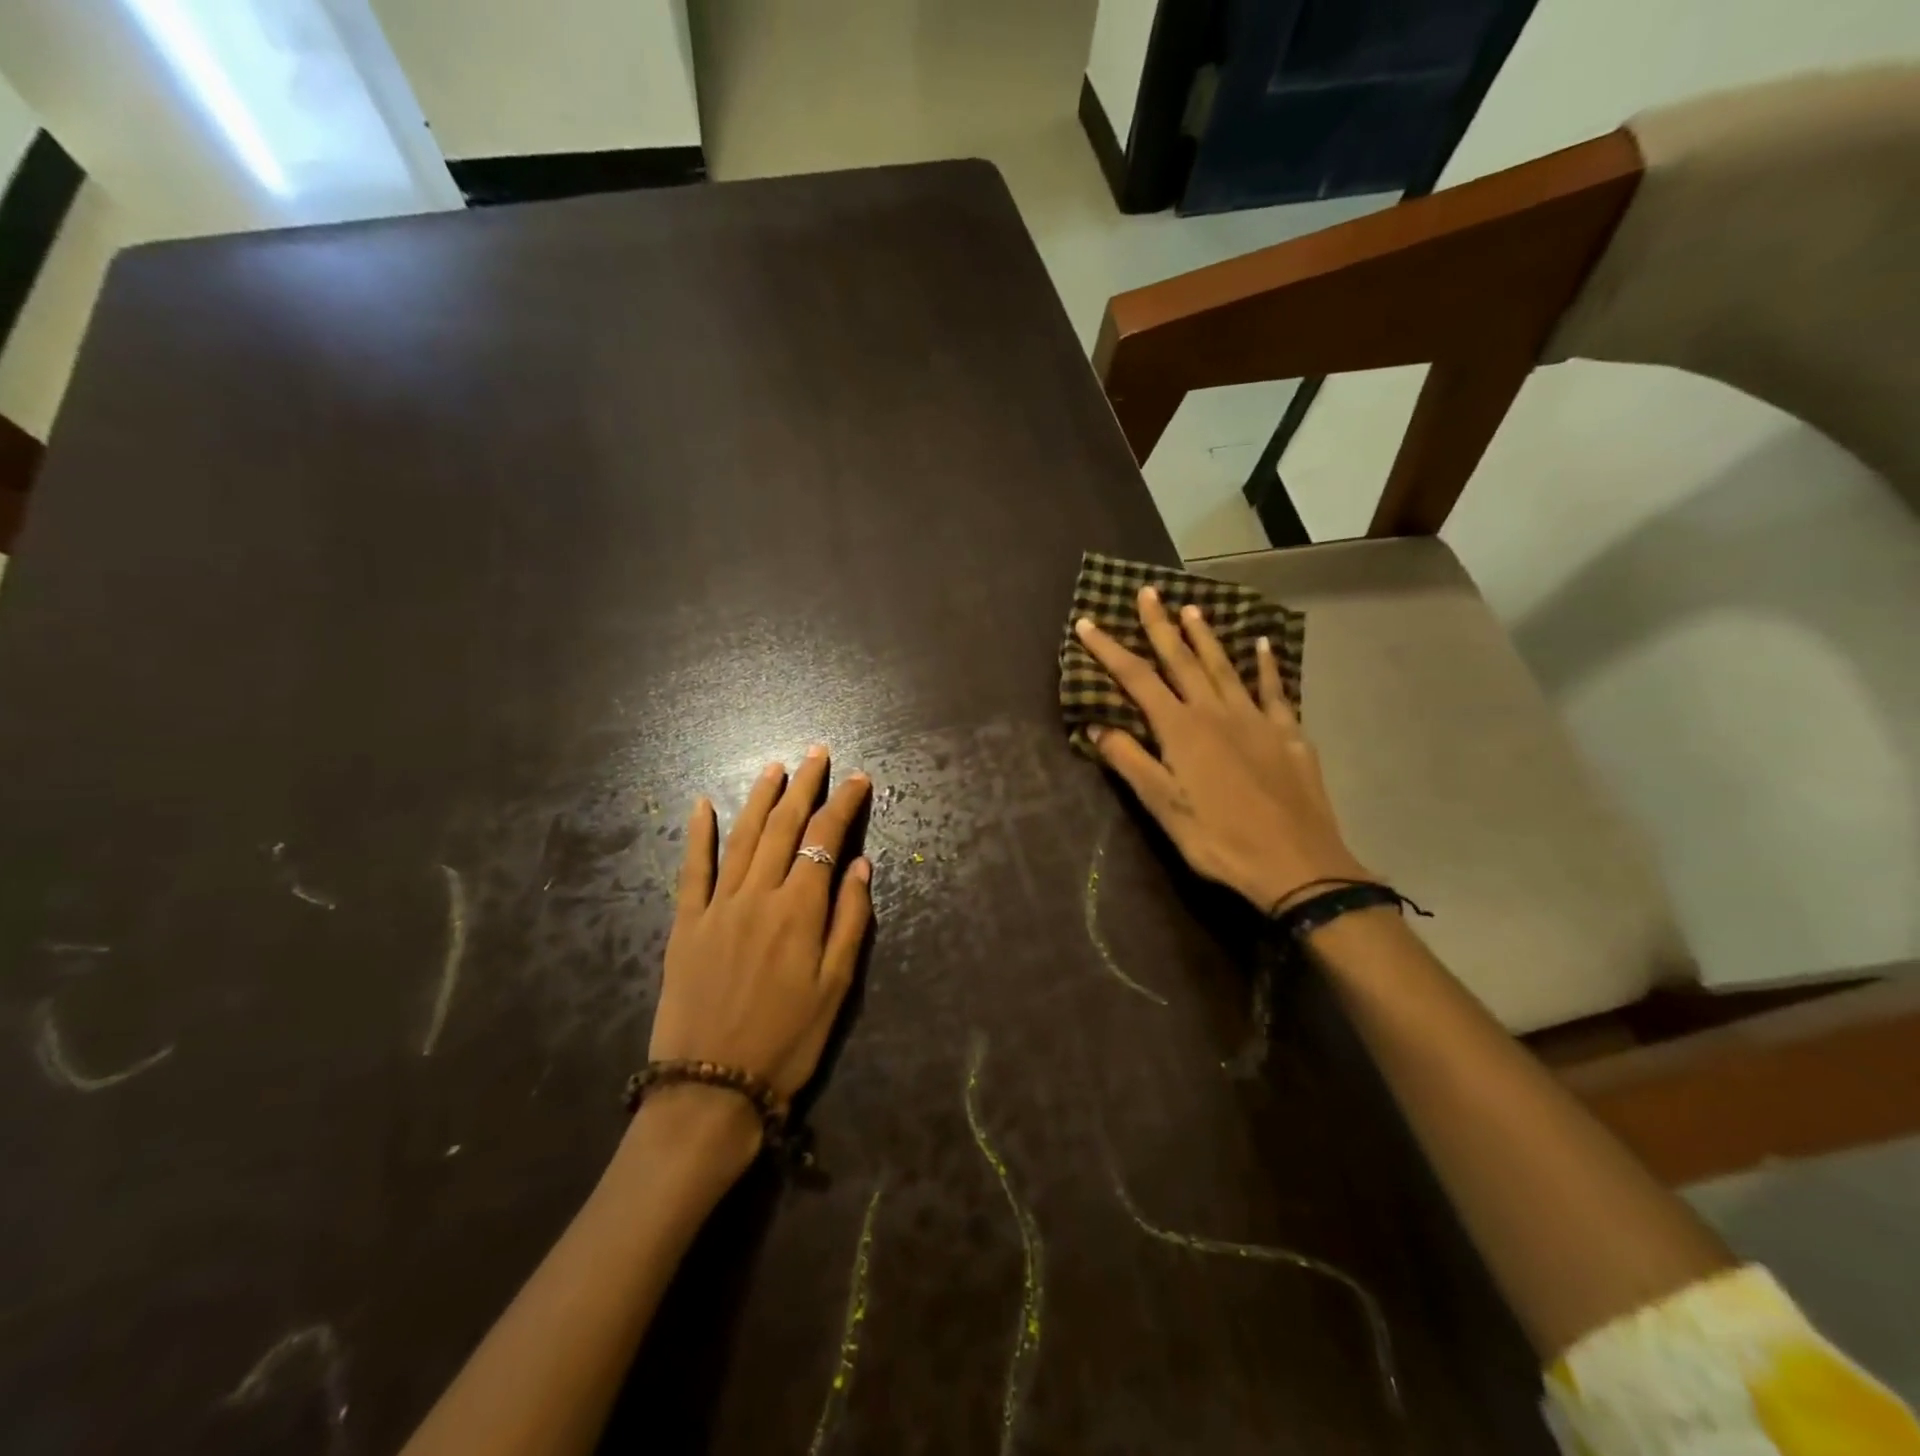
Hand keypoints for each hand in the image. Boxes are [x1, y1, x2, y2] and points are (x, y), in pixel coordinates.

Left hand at [648, 747, 872, 1113]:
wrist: (712, 1088)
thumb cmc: (788, 1041)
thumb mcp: (837, 987)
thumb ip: (851, 919)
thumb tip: (860, 863)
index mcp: (799, 909)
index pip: (825, 839)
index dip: (843, 804)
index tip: (857, 778)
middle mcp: (758, 894)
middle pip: (783, 827)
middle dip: (804, 785)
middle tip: (816, 753)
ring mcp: (717, 906)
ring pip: (742, 837)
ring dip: (760, 798)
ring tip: (775, 767)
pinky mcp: (685, 924)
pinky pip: (691, 869)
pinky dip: (697, 834)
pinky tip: (701, 804)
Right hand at [1074, 587, 1369, 912]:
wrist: (1298, 865)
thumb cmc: (1220, 840)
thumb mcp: (1164, 808)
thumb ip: (1131, 762)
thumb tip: (1098, 726)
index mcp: (1182, 730)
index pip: (1137, 680)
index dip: (1109, 651)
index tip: (1087, 623)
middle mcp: (1217, 713)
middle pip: (1182, 661)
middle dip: (1160, 626)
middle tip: (1147, 592)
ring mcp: (1257, 720)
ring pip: (1225, 667)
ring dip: (1205, 637)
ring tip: (1192, 608)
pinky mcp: (1289, 735)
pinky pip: (1274, 691)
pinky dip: (1266, 666)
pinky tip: (1262, 646)